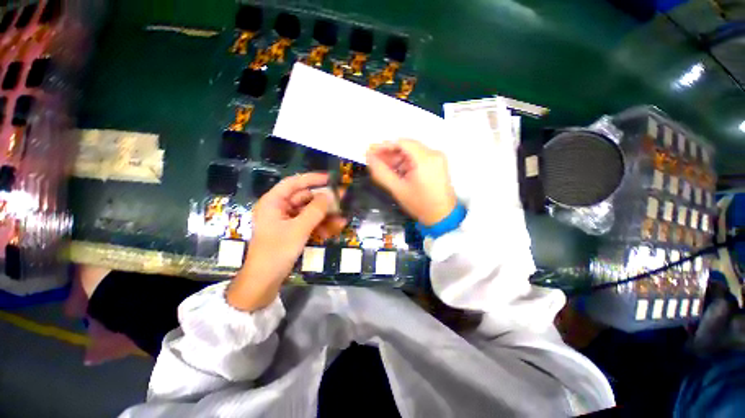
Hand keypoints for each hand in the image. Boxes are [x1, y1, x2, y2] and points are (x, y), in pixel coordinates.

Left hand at [226, 173, 343, 311]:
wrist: (264, 281)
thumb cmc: (277, 251)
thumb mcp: (298, 229)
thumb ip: (315, 210)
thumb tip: (330, 195)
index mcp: (274, 202)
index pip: (294, 183)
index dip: (312, 179)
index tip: (331, 178)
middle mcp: (280, 208)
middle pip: (305, 198)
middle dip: (324, 202)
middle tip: (343, 200)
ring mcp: (287, 221)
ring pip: (310, 212)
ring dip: (326, 216)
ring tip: (342, 220)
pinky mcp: (293, 231)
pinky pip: (309, 223)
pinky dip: (321, 226)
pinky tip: (334, 229)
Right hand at [366, 139, 456, 225]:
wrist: (442, 216)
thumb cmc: (420, 204)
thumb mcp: (397, 189)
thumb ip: (381, 172)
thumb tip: (369, 158)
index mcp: (425, 159)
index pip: (401, 143)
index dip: (384, 146)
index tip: (371, 152)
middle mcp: (433, 154)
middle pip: (406, 146)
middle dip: (389, 153)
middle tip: (375, 161)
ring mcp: (437, 158)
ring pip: (411, 152)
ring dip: (397, 159)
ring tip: (384, 169)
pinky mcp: (437, 164)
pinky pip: (418, 158)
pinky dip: (406, 163)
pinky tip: (397, 171)